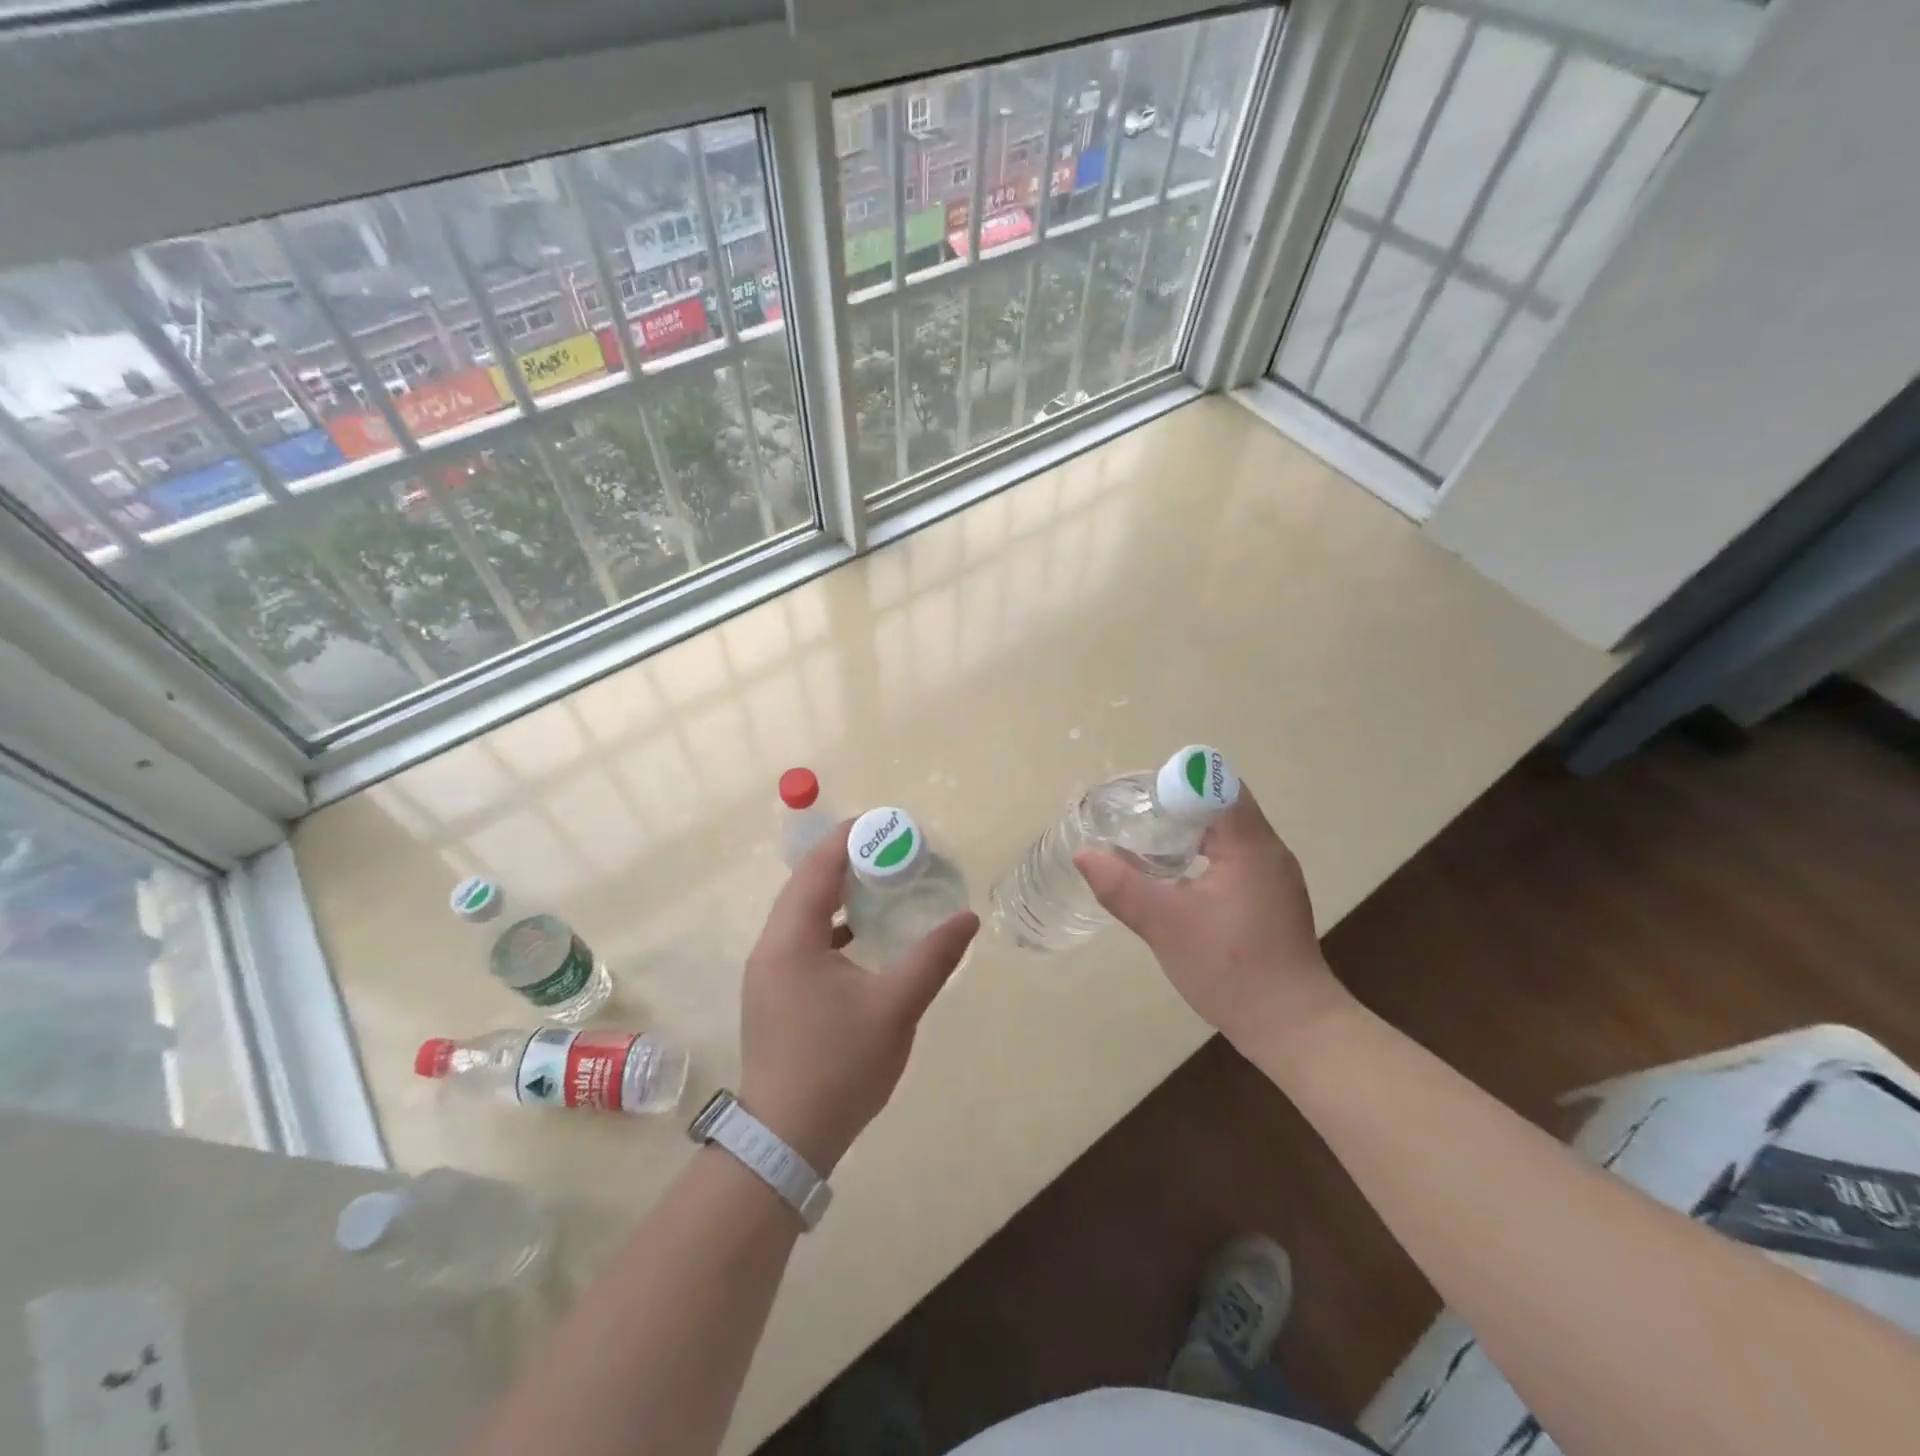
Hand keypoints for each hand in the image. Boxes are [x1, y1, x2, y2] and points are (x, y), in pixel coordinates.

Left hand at [739, 821, 977, 1172]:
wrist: (786, 1140)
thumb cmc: (840, 1067)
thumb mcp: (895, 1008)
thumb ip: (933, 957)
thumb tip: (968, 917)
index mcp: (791, 939)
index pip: (817, 867)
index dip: (850, 838)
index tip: (888, 823)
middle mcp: (771, 946)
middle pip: (806, 884)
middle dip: (848, 862)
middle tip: (894, 852)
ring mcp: (768, 972)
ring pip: (802, 913)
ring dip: (839, 894)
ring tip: (883, 884)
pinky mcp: (774, 993)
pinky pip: (802, 939)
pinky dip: (832, 925)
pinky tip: (863, 935)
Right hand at [1074, 789, 1351, 1056]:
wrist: (1292, 1027)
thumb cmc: (1231, 968)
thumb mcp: (1165, 925)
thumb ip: (1121, 886)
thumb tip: (1083, 854)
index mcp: (1249, 844)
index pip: (1215, 786)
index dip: (1175, 784)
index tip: (1137, 798)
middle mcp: (1267, 850)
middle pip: (1219, 805)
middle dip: (1174, 806)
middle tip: (1132, 818)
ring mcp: (1272, 876)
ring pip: (1226, 833)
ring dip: (1188, 832)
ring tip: (1145, 844)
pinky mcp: (1270, 898)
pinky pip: (1233, 857)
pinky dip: (1202, 855)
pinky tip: (1175, 878)